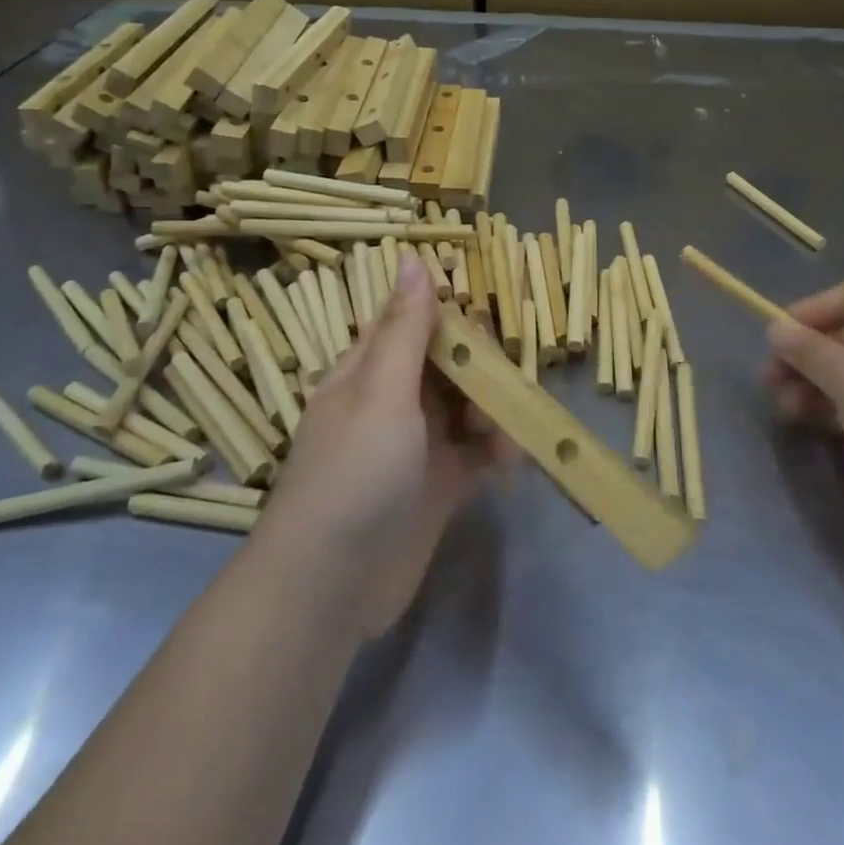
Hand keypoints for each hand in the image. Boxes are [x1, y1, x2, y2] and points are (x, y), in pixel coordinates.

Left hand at [259, 254, 508, 634]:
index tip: (488, 324)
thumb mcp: (382, 392)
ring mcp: (416, 444)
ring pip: (467, 407)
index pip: (413, 323)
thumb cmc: (354, 474)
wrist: (331, 587)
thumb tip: (412, 257)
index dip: (451, 317)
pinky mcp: (438, 484)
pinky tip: (512, 463)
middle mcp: (393, 401)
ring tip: (506, 440)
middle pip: (448, 365)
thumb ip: (406, 328)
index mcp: (369, 371)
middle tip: (505, 386)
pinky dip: (497, 452)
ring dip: (494, 413)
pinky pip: (476, 453)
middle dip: (482, 370)